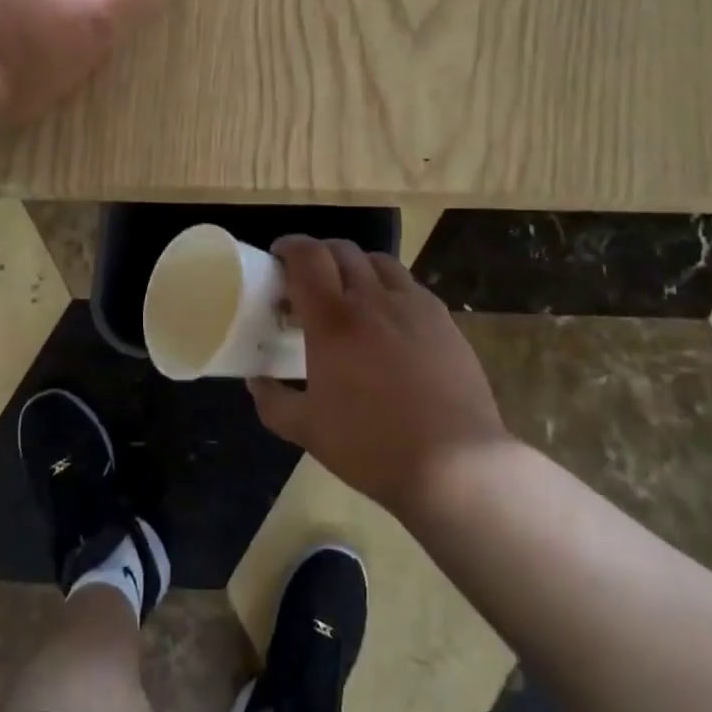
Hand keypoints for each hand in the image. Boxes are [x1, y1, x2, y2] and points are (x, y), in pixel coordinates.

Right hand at [249, 237, 510, 518]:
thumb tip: (256, 382)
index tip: (278, 257)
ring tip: (350, 292)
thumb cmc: (372, 446)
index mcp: (333, 320)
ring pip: (379, 262)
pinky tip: (389, 319)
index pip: (307, 257)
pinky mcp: (444, 320)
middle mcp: (372, 299)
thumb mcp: (309, 431)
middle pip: (342, 250)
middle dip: (319, 254)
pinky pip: (410, 286)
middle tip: (309, 278)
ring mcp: (414, 306)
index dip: (289, 247)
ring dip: (356, 266)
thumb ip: (274, 402)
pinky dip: (389, 288)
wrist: (455, 464)